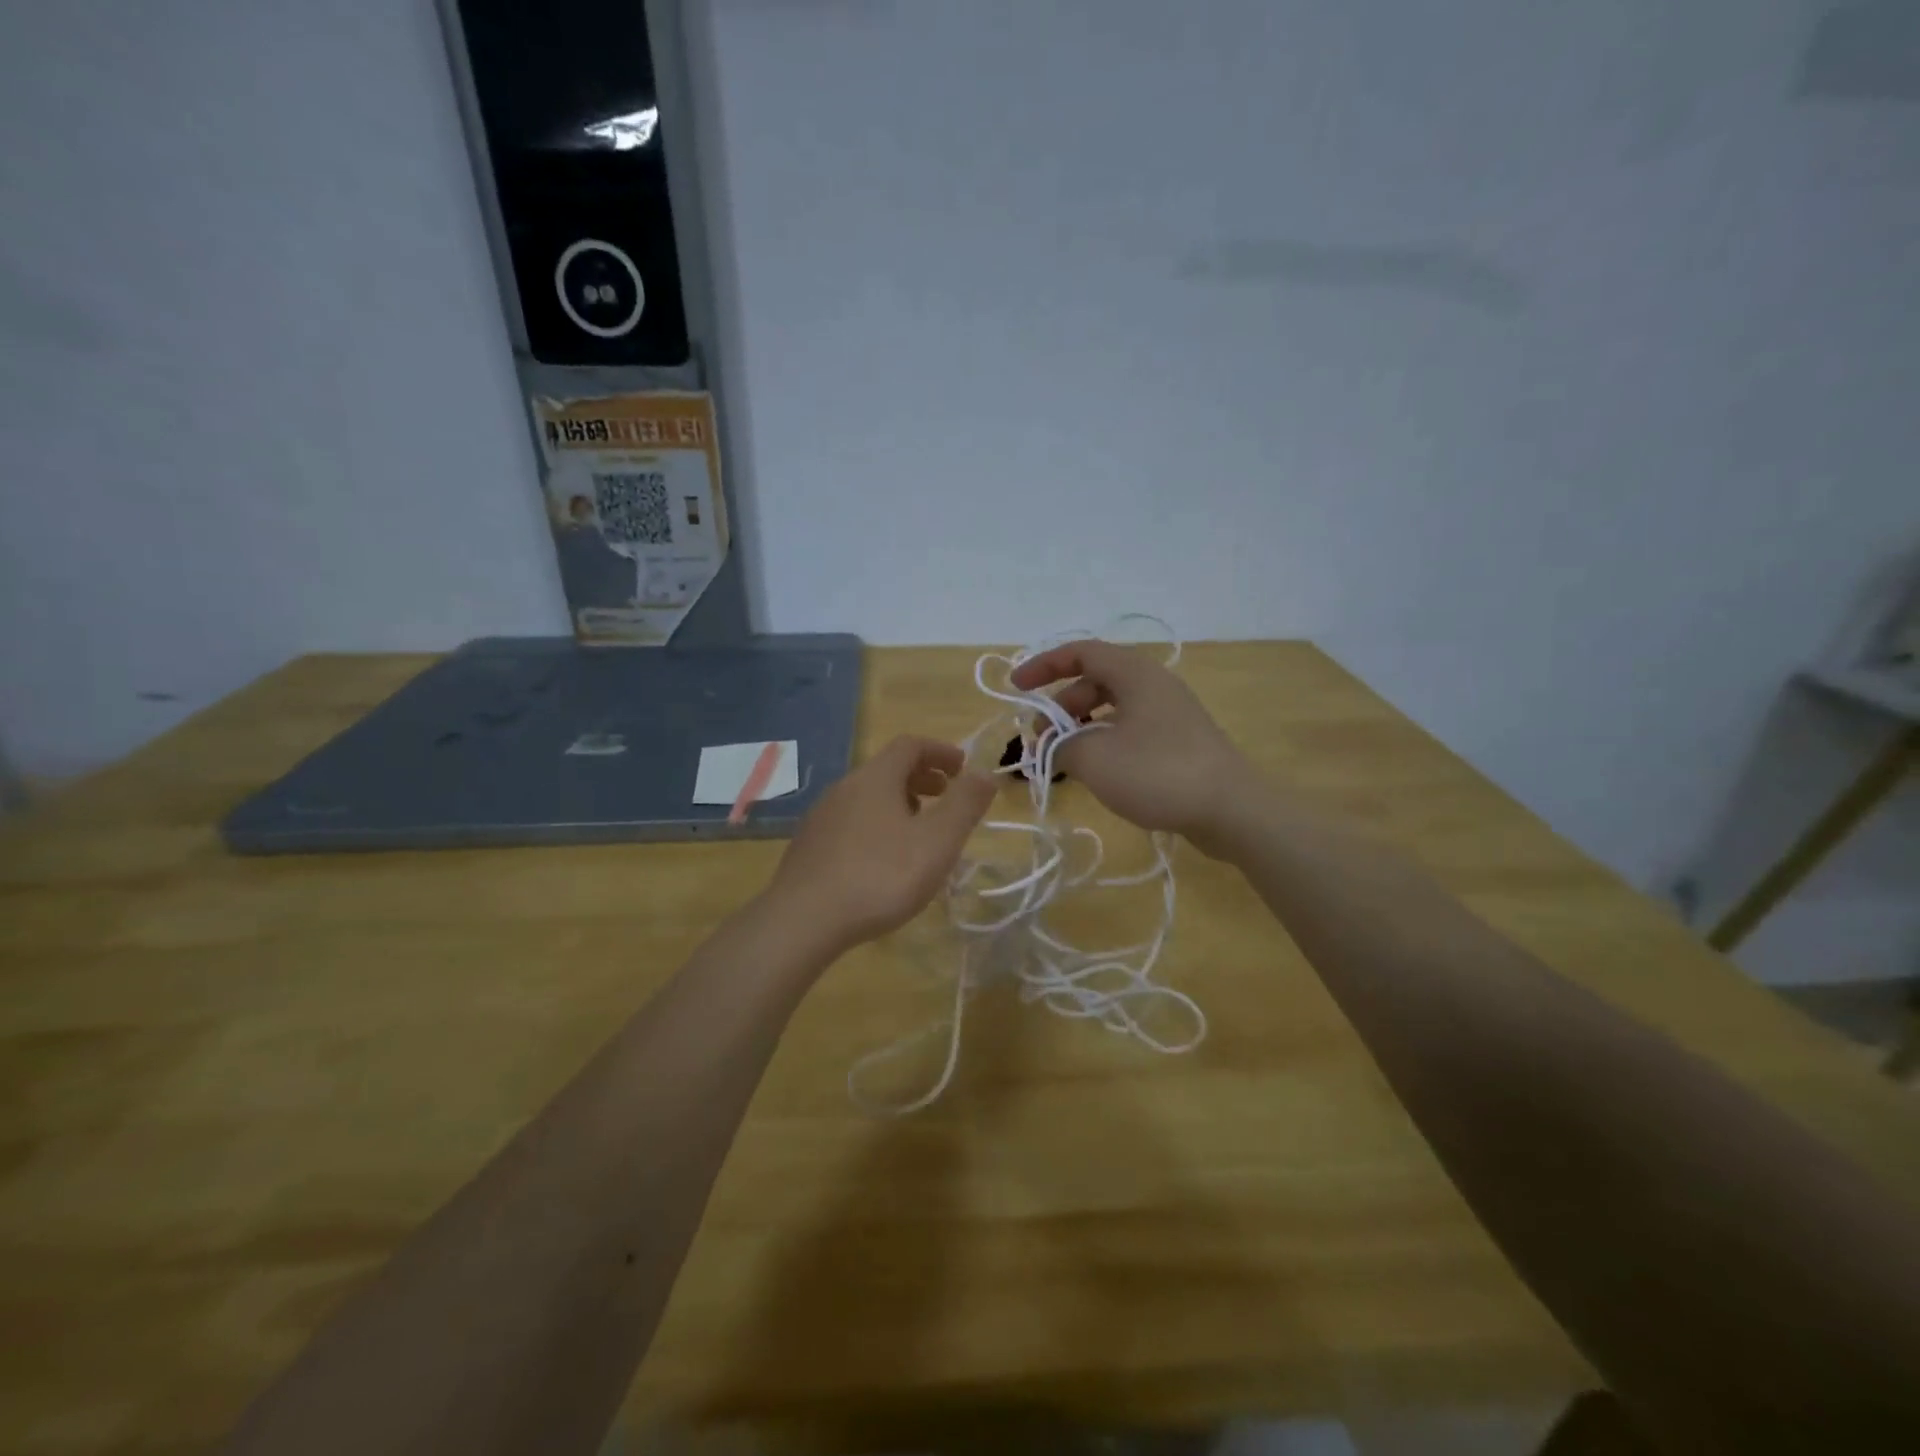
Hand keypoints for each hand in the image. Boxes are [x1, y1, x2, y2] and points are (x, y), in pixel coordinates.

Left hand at [766, 735, 996, 954]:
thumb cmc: (881, 876)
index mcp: (875, 778)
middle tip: (946, 798)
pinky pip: (851, 821)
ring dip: (899, 803)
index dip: (940, 751)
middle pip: (887, 769)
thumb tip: (985, 773)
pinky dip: (876, 825)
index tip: (963, 769)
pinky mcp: (809, 846)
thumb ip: (965, 804)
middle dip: (921, 778)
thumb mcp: (937, 841)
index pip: (910, 745)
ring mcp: (821, 817)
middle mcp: (844, 787)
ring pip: (867, 797)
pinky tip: (883, 861)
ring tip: (918, 832)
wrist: (804, 920)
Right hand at [1010, 640, 1255, 853]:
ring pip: (1112, 709)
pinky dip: (1104, 743)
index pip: (1081, 652)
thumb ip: (1060, 747)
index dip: (1044, 666)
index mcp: (1135, 674)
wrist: (1232, 810)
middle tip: (1040, 741)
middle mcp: (1154, 686)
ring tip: (1063, 761)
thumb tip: (1050, 747)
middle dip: (1060, 707)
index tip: (1016, 689)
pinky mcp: (1179, 743)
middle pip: (1095, 682)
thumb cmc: (1158, 773)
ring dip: (1081, 729)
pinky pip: (1130, 730)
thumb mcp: (1094, 759)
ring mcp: (1170, 714)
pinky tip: (1096, 772)